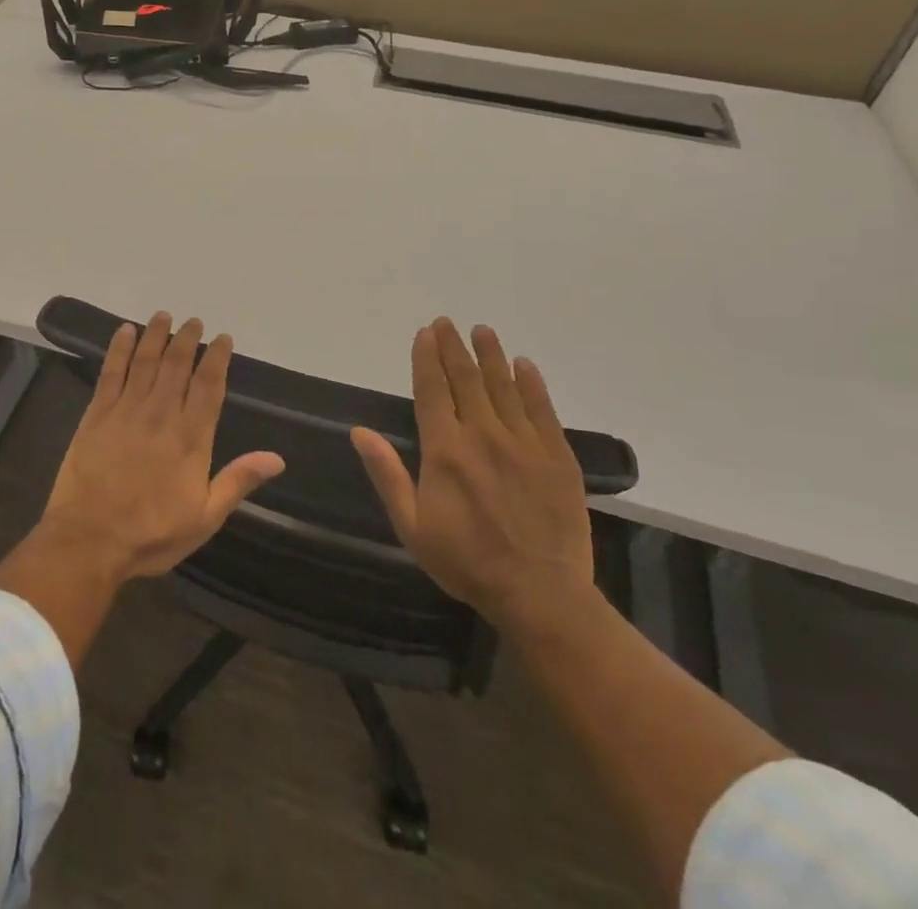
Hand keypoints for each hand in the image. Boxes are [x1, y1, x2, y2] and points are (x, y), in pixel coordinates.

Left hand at [38, 313, 284, 582]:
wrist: (89, 541)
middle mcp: (161, 415)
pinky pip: (110, 372)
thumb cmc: (151, 534)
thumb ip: (238, 481)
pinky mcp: (97, 414)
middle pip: (177, 365)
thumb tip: (276, 458)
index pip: (209, 386)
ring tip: (164, 316)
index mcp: (190, 438)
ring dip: (156, 335)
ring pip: (145, 362)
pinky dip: (119, 349)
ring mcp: (126, 411)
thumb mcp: (204, 518)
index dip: (217, 359)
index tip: (222, 339)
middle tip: (194, 321)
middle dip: (187, 339)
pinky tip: (125, 331)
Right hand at [351, 318, 593, 628]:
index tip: (425, 333)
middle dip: (454, 347)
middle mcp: (483, 435)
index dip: (427, 359)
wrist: (540, 594)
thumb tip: (359, 431)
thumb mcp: (411, 525)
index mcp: (445, 450)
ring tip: (482, 330)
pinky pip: (543, 410)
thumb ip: (387, 473)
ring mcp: (524, 444)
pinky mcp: (557, 457)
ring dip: (491, 355)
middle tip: (447, 322)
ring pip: (504, 387)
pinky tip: (524, 365)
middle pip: (466, 379)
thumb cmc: (466, 561)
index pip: (432, 390)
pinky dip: (532, 384)